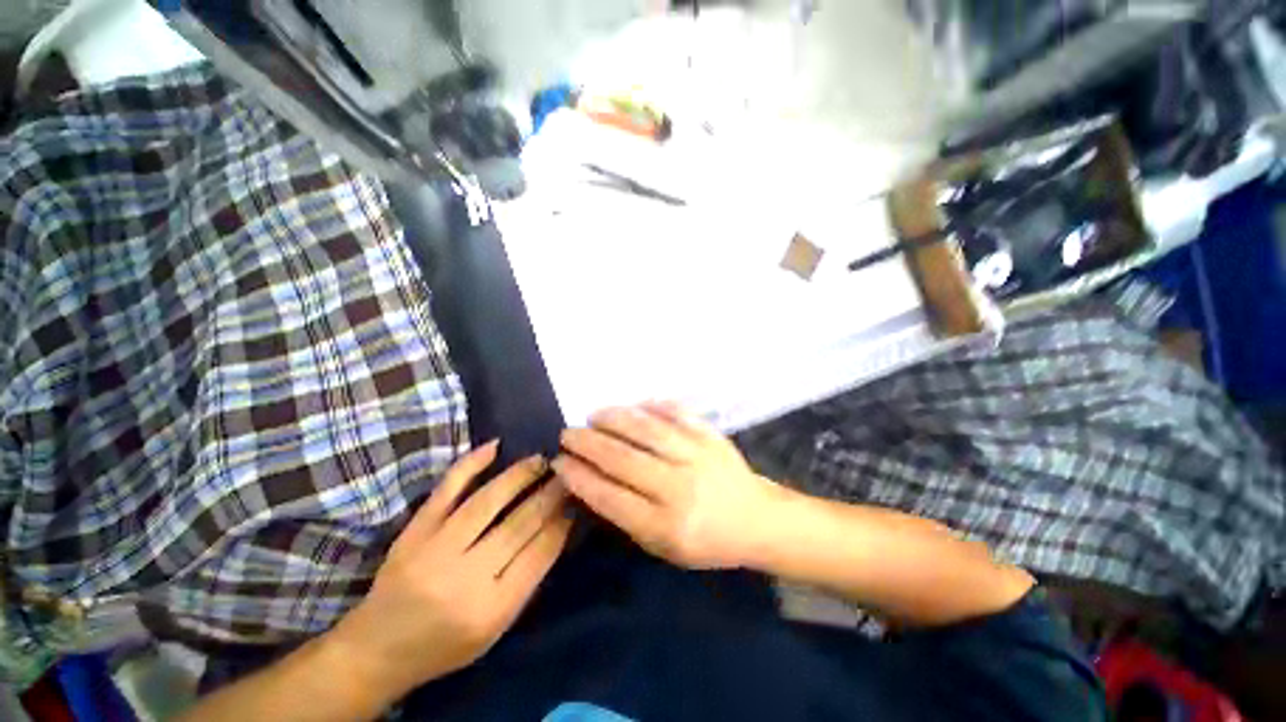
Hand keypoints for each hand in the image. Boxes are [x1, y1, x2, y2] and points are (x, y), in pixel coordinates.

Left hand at [329, 442, 571, 701]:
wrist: (377, 650)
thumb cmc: (445, 645)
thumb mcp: (496, 628)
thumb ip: (527, 579)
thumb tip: (558, 527)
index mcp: (490, 609)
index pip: (539, 553)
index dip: (562, 522)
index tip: (576, 499)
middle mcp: (464, 579)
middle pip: (518, 525)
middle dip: (550, 494)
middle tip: (568, 473)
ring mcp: (434, 551)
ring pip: (487, 502)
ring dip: (520, 475)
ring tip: (542, 460)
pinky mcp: (414, 532)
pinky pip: (445, 491)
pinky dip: (470, 464)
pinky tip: (494, 446)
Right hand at [555, 402, 784, 569]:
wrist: (756, 519)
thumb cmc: (706, 541)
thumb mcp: (664, 547)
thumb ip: (628, 517)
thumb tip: (591, 481)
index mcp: (667, 525)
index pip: (611, 497)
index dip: (580, 477)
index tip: (559, 462)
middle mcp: (679, 488)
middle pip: (623, 459)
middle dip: (588, 443)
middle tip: (568, 433)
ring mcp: (697, 456)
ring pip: (647, 430)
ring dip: (614, 418)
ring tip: (594, 414)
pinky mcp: (711, 436)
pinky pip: (677, 413)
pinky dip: (653, 405)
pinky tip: (635, 404)